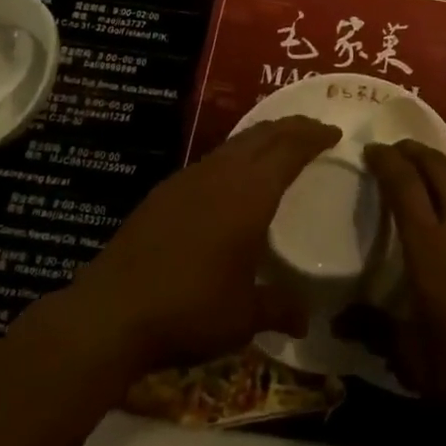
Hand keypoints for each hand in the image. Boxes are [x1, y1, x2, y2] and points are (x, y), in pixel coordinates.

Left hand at [66, 116, 339, 375]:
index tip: (333, 133)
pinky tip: (232, 177)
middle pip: (264, 134)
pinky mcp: (165, 190)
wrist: (112, 310)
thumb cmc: (190, 308)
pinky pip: (213, 158)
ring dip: (263, 138)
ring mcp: (190, 177)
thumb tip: (306, 318)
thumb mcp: (243, 316)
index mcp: (251, 193)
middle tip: (314, 130)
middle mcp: (223, 173)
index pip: (291, 149)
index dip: (314, 136)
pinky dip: (236, 155)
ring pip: (236, 143)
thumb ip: (278, 308)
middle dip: (293, 127)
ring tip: (278, 146)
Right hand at [359, 140, 445, 444]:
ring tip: (432, 168)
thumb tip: (335, 320)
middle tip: (395, 153)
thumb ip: (373, 328)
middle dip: (411, 151)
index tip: (370, 151)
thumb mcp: (410, 359)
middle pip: (435, 165)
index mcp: (430, 248)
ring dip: (445, 159)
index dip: (384, 160)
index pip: (403, 183)